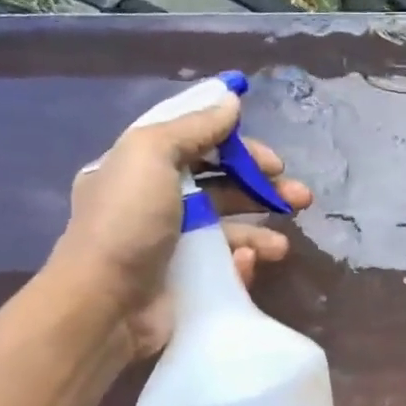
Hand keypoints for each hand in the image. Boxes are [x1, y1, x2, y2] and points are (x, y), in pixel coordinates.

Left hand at [45, 92, 313, 362]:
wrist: (104, 305)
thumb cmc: (127, 221)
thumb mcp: (151, 154)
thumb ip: (194, 126)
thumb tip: (231, 100)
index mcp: (142, 168)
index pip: (198, 145)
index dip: (238, 147)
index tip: (272, 160)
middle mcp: (157, 203)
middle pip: (222, 187)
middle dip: (263, 189)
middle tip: (300, 197)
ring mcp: (173, 246)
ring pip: (230, 229)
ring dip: (261, 232)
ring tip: (282, 247)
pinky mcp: (188, 282)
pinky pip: (225, 267)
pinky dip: (242, 263)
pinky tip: (249, 264)